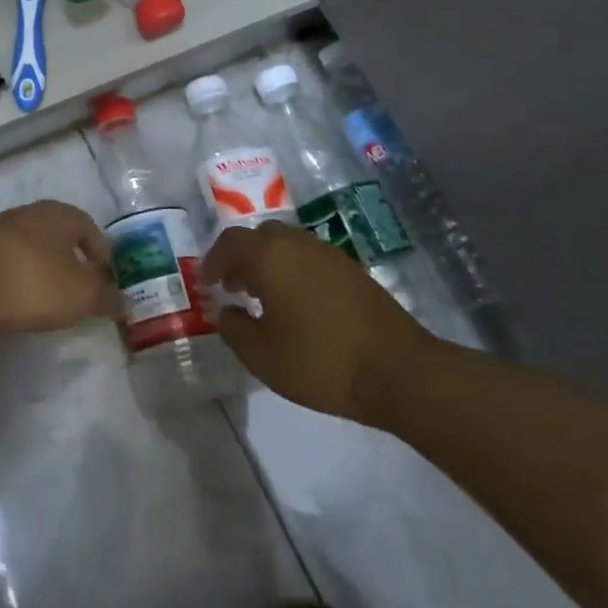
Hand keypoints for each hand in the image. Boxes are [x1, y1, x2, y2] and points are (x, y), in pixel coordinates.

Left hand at [0, 201, 122, 334]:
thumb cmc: (32, 280)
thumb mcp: (80, 295)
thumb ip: (105, 297)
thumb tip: (123, 301)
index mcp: (60, 216)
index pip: (89, 227)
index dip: (102, 253)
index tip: (107, 278)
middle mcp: (29, 215)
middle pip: (58, 236)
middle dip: (71, 260)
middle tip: (80, 289)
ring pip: (30, 248)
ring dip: (42, 270)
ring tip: (49, 299)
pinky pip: (6, 264)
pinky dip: (16, 279)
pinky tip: (15, 301)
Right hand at [206, 221, 434, 423]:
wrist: (399, 371)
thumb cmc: (320, 360)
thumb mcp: (261, 355)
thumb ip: (234, 329)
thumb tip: (228, 312)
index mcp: (270, 256)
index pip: (231, 242)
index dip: (214, 260)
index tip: (208, 283)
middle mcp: (299, 245)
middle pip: (262, 236)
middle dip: (242, 257)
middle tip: (234, 287)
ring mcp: (330, 256)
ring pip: (289, 246)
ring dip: (270, 264)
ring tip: (265, 298)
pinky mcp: (354, 273)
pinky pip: (312, 260)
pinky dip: (295, 272)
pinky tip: (299, 307)